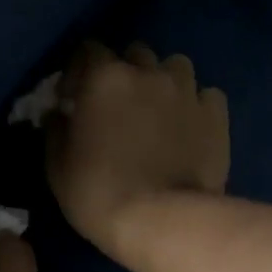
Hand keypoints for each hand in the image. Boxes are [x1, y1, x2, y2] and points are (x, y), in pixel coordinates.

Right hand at [47, 42, 229, 264]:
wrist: (161, 221)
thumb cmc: (98, 195)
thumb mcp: (57, 168)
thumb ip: (56, 130)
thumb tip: (59, 113)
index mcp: (104, 78)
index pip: (88, 50)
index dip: (79, 71)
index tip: (74, 97)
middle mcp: (148, 73)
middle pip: (135, 54)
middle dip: (125, 72)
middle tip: (119, 105)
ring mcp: (187, 91)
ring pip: (175, 67)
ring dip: (163, 82)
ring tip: (159, 111)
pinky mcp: (216, 115)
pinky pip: (205, 95)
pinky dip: (195, 105)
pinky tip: (189, 127)